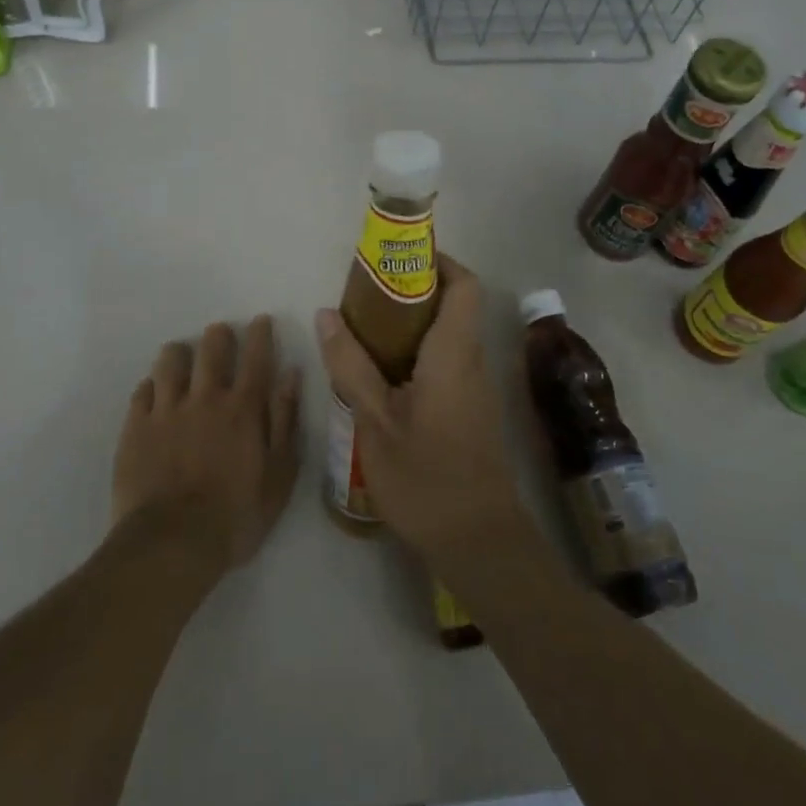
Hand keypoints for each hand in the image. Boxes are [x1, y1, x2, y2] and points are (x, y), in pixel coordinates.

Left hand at [113, 317, 302, 575]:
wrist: (172, 545)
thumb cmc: (236, 516)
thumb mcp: (279, 476)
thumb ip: (286, 422)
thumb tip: (291, 376)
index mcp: (243, 408)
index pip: (256, 356)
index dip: (260, 333)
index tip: (261, 320)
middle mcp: (205, 397)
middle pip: (211, 347)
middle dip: (219, 335)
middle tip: (221, 336)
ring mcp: (166, 410)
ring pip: (170, 360)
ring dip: (180, 354)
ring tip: (183, 359)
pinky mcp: (136, 427)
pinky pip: (142, 390)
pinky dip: (151, 386)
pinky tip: (155, 394)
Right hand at [317, 257, 527, 566]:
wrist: (479, 544)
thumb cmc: (426, 478)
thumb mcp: (375, 421)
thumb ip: (350, 365)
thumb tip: (327, 313)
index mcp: (454, 352)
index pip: (465, 285)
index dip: (438, 262)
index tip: (398, 262)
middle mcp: (472, 360)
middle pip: (454, 304)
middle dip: (413, 291)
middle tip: (366, 295)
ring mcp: (475, 387)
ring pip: (448, 334)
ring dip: (412, 323)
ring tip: (364, 329)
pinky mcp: (470, 410)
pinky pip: (446, 361)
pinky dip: (416, 352)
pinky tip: (381, 374)